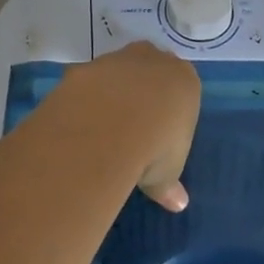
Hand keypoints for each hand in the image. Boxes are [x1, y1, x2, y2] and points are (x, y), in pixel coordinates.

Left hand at [51, 42, 200, 210]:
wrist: (111, 124)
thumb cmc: (157, 146)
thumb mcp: (166, 174)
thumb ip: (169, 185)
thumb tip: (178, 204)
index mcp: (184, 80)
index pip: (181, 88)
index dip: (170, 109)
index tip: (161, 131)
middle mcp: (153, 59)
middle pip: (149, 70)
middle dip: (142, 91)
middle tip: (132, 126)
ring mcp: (117, 59)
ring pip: (116, 71)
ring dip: (111, 92)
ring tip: (102, 127)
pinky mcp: (85, 65)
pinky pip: (87, 82)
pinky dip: (84, 98)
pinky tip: (79, 122)